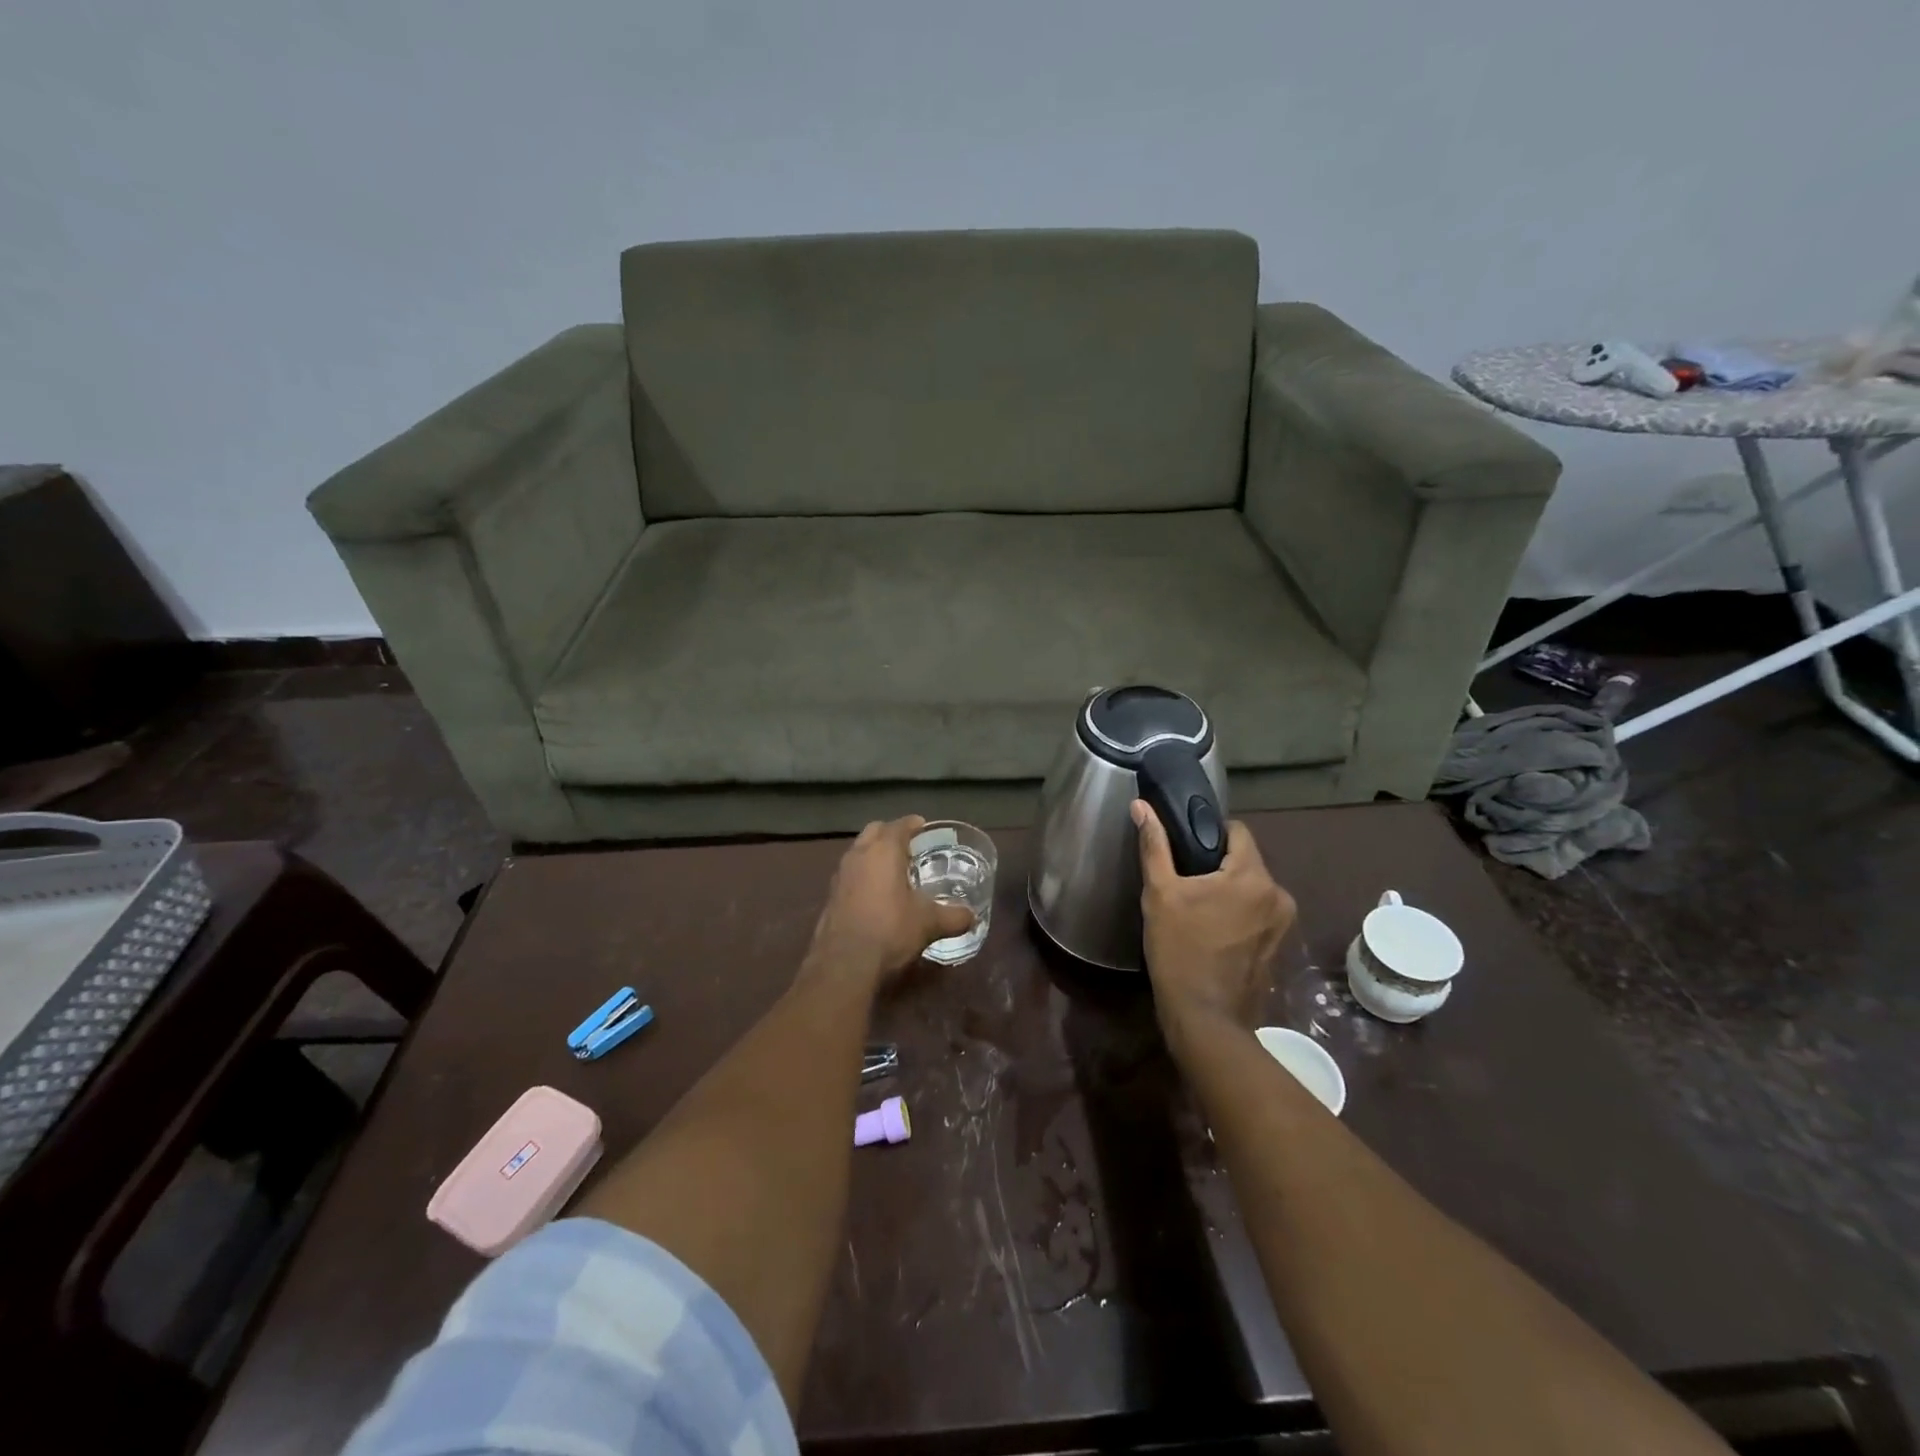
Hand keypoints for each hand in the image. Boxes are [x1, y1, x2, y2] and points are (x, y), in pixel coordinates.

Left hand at [806, 816, 973, 986]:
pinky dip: (863, 874)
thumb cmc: (890, 930)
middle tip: (909, 846)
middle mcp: (859, 855)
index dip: (913, 824)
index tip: (923, 826)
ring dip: (874, 853)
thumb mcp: (929, 923)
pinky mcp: (830, 896)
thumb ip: (953, 917)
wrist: (844, 964)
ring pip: (859, 851)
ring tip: (892, 869)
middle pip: (875, 831)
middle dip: (890, 833)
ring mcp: (840, 875)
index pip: (899, 825)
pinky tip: (875, 894)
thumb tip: (973, 917)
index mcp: (884, 851)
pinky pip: (850, 873)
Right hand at [1133, 799, 1295, 1048]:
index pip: (1237, 831)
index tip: (1185, 846)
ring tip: (1197, 905)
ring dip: (1229, 889)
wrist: (1205, 1017)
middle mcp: (1278, 894)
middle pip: (1245, 860)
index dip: (1210, 831)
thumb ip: (1154, 846)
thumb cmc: (1179, 949)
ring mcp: (1282, 923)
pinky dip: (1238, 912)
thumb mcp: (1160, 893)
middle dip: (1217, 863)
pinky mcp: (1279, 945)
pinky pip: (1257, 911)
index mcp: (1252, 876)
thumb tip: (1142, 806)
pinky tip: (1212, 928)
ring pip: (1252, 887)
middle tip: (1184, 879)